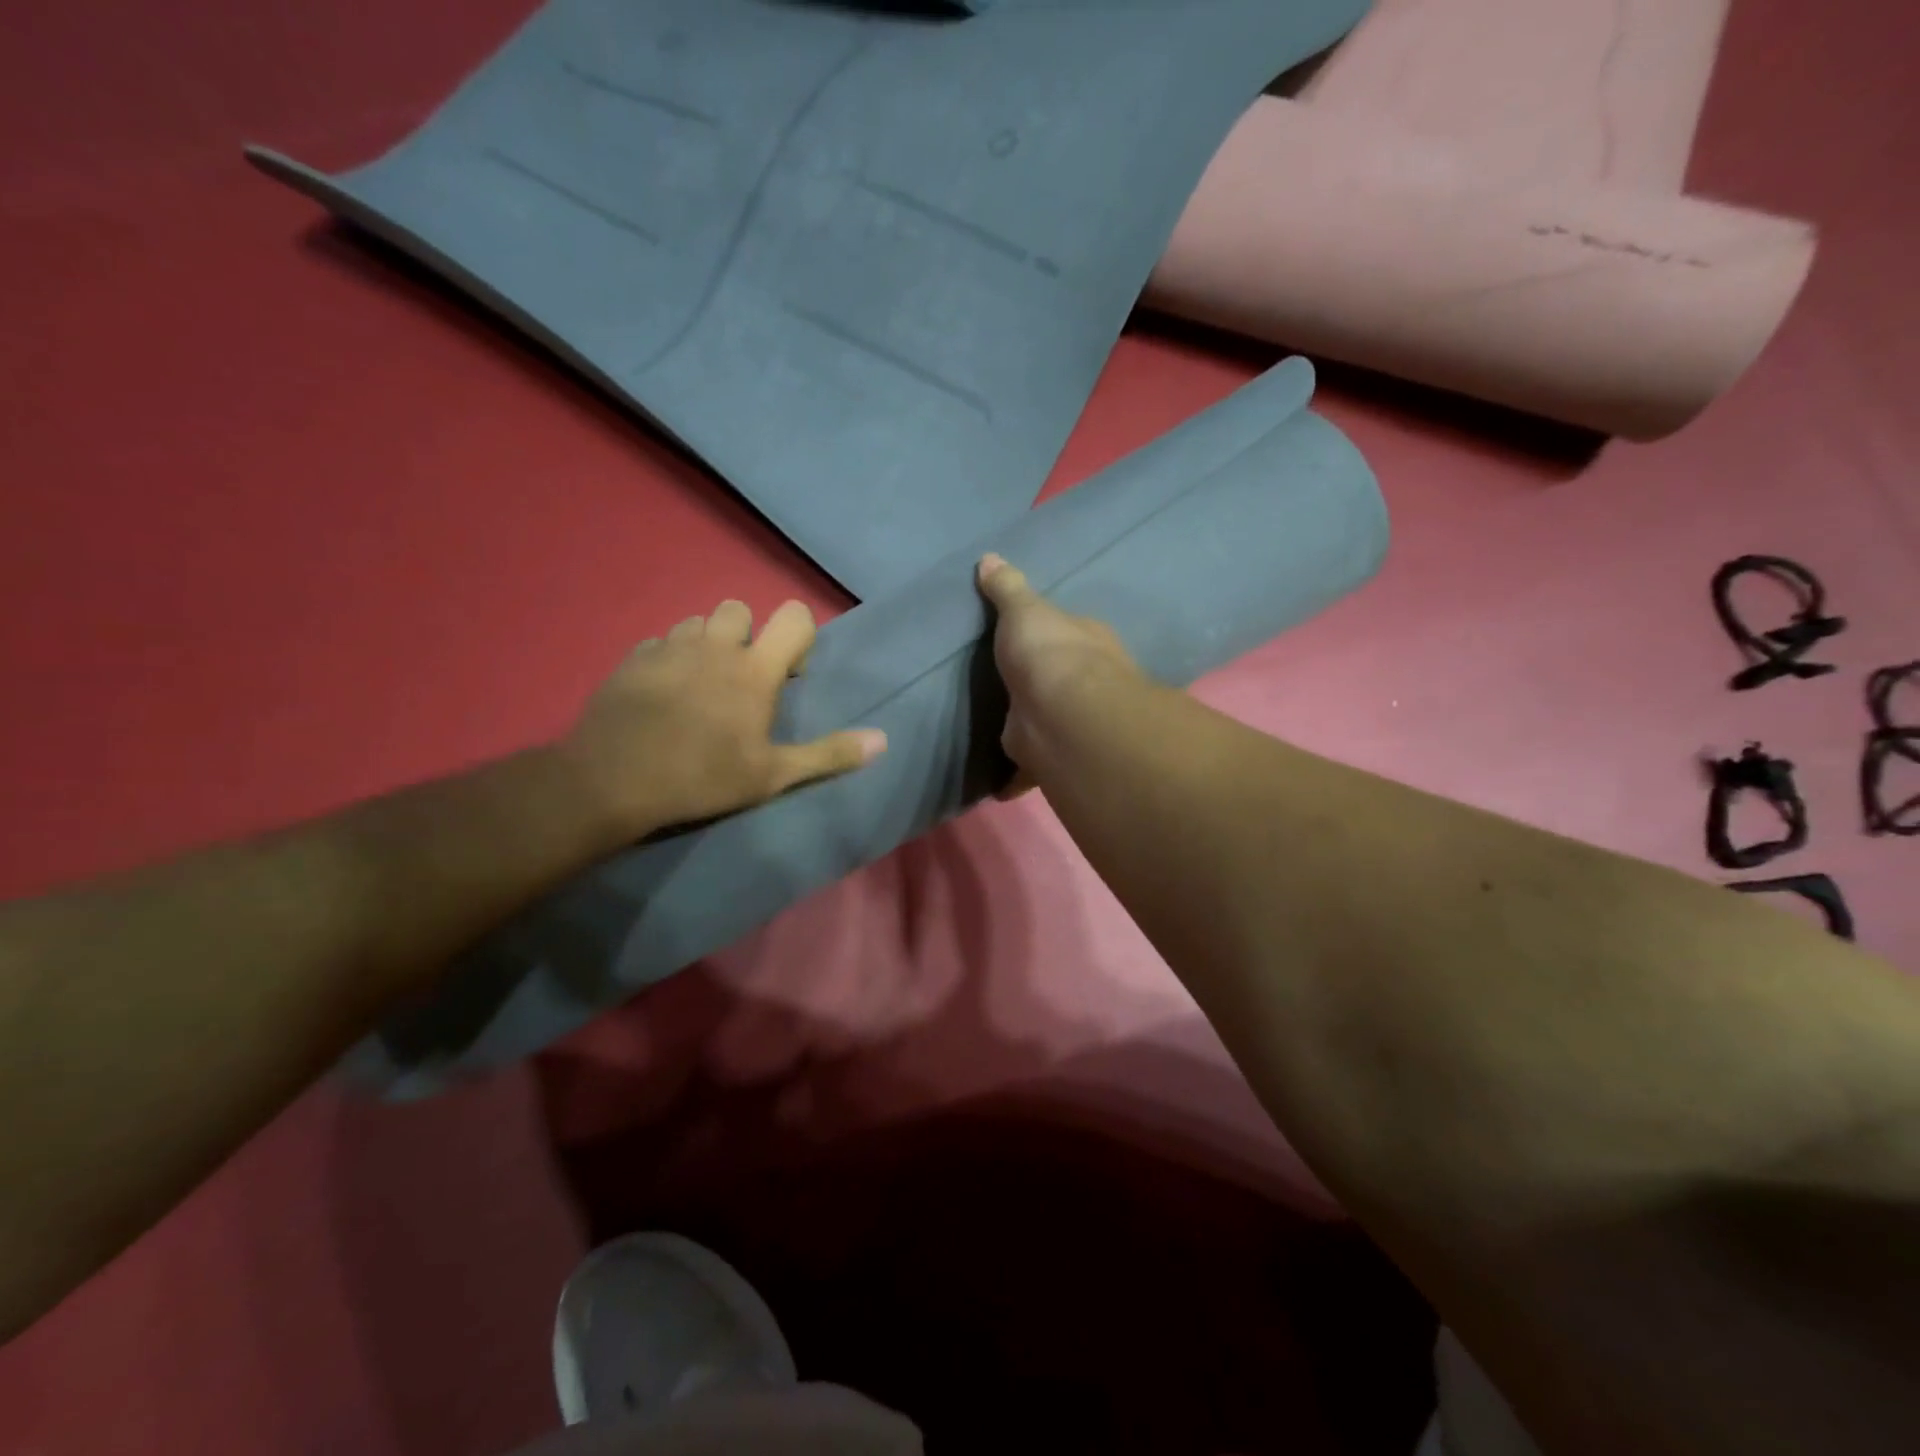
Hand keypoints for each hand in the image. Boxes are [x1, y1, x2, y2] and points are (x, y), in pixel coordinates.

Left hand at [557, 599, 885, 838]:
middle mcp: (715, 645)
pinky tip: (663, 695)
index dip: (799, 636)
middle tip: (740, 681)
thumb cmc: (703, 777)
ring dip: (707, 644)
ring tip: (700, 687)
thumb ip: (829, 754)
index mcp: (754, 669)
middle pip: (740, 609)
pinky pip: (660, 642)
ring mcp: (670, 648)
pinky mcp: (633, 658)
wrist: (613, 781)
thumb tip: (883, 740)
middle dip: (747, 636)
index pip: (793, 616)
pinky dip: (669, 659)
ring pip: (697, 623)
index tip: (788, 676)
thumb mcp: (773, 776)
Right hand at [976, 553, 1138, 778]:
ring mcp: (1071, 722)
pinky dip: (1015, 777)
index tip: (1031, 639)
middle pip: (1063, 681)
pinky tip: (997, 783)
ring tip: (1004, 731)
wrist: (1062, 714)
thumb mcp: (1023, 610)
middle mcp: (1087, 683)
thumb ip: (1006, 589)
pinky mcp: (1051, 756)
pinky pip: (1029, 768)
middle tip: (1014, 688)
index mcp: (1086, 642)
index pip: (1070, 633)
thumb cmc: (1048, 652)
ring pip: (1049, 725)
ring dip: (1033, 730)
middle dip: (1044, 686)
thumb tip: (989, 557)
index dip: (1052, 634)